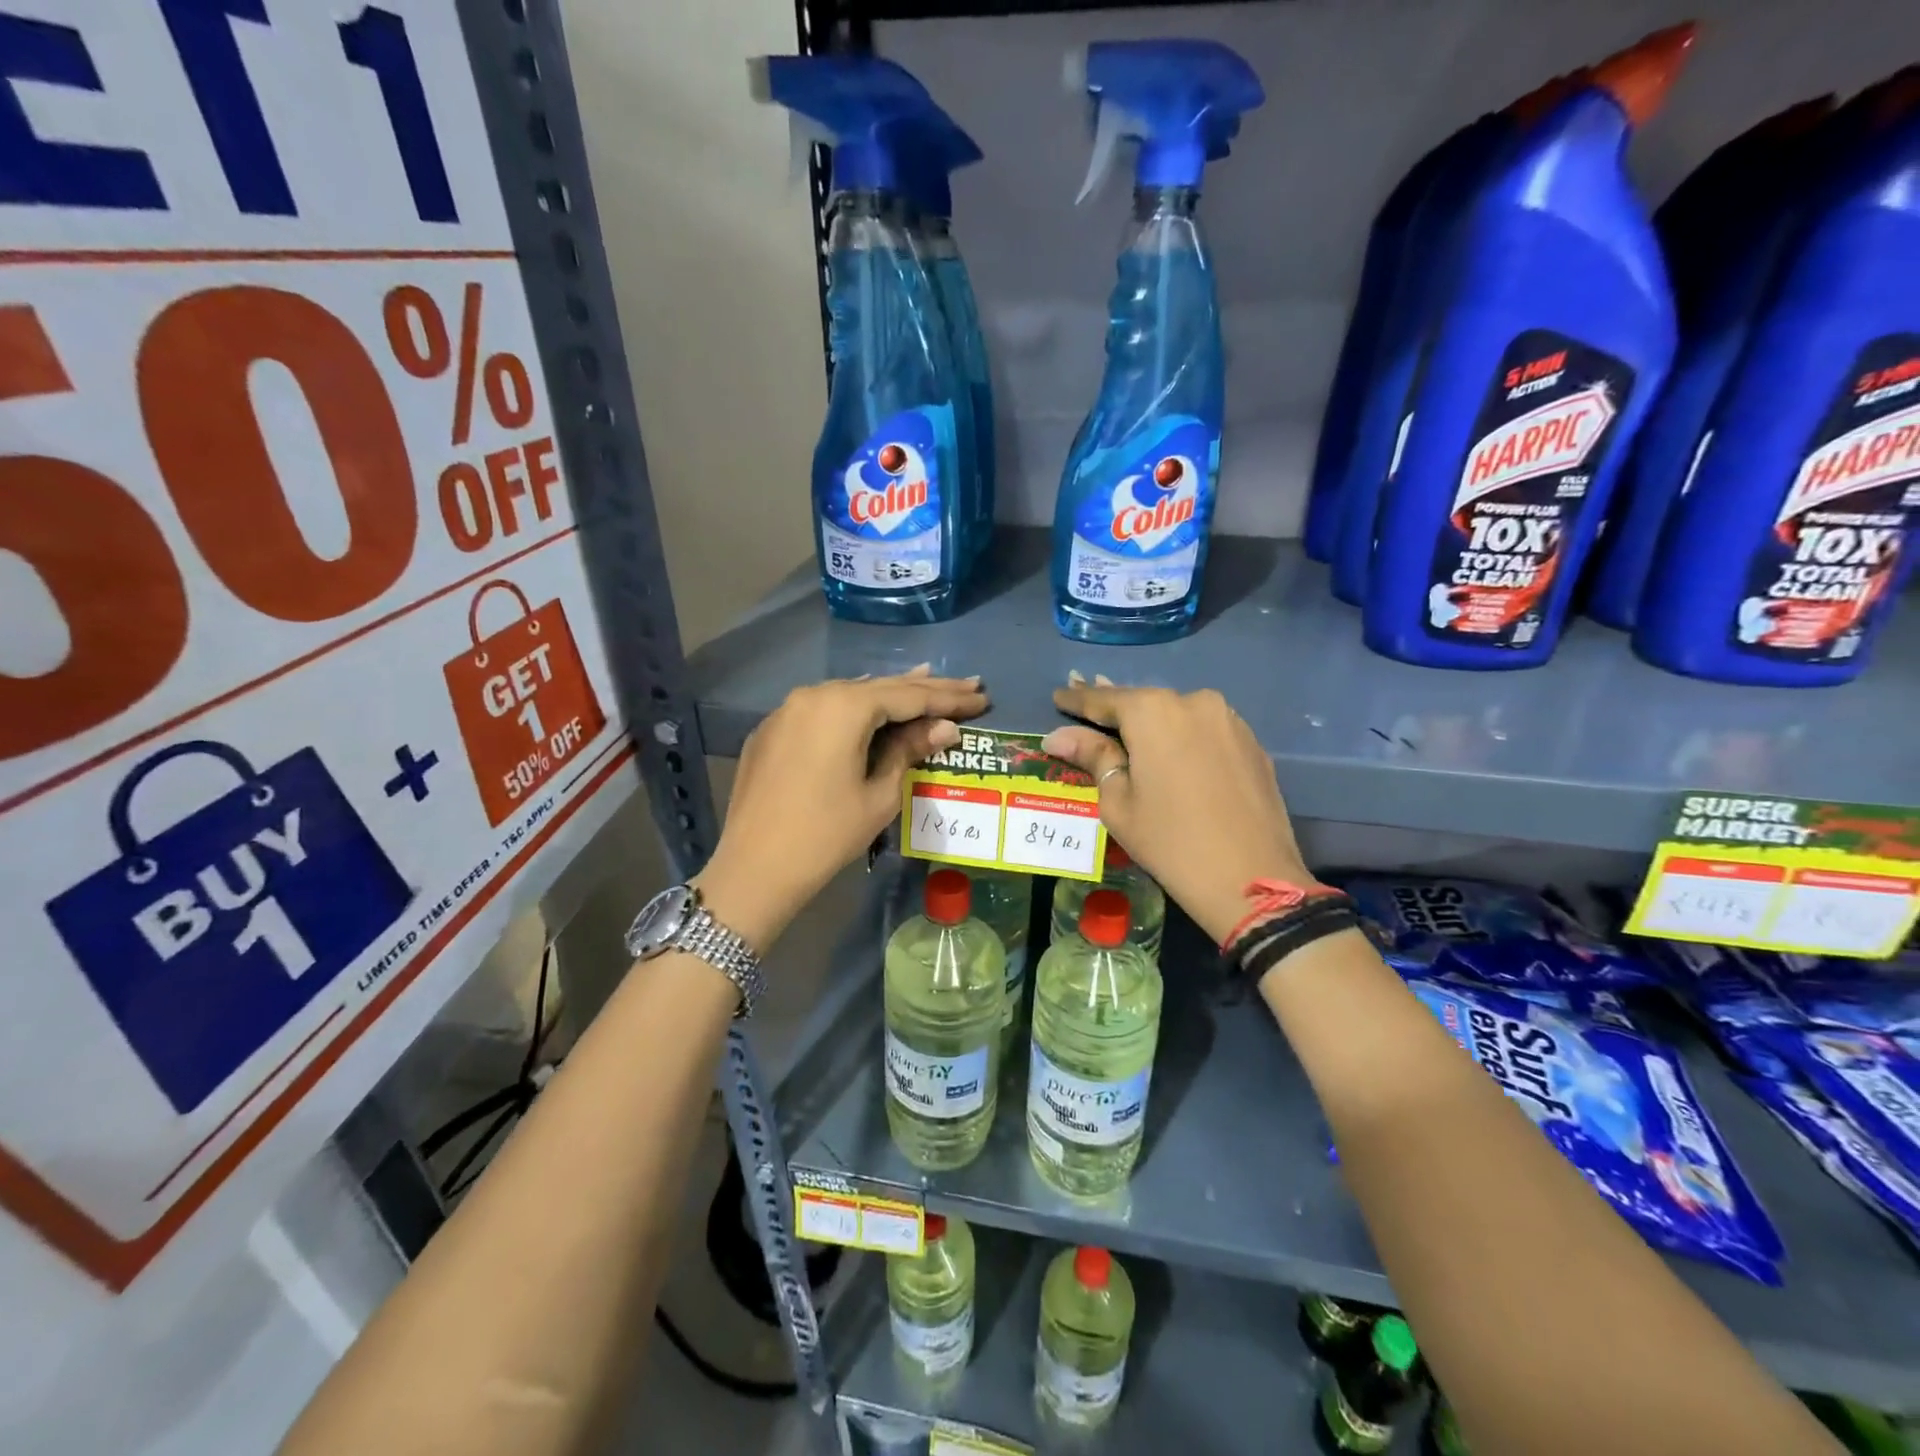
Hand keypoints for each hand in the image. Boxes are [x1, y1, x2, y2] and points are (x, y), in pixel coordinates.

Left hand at [697, 666, 988, 950]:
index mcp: (844, 706)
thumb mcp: (879, 794)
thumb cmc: (827, 834)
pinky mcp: (772, 730)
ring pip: (850, 695)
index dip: (949, 698)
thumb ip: (910, 751)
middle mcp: (814, 694)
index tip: (981, 697)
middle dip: (925, 689)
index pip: (909, 696)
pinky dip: (854, 711)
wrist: (754, 868)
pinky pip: (823, 710)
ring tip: (927, 686)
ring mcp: (788, 710)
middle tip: (967, 685)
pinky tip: (873, 713)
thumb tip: (944, 728)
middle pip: (880, 687)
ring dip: (889, 695)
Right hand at [1043, 674, 1313, 945]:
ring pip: (1177, 714)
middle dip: (1114, 707)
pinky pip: (1204, 731)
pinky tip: (1170, 751)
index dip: (1078, 699)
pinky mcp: (1251, 743)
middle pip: (1143, 702)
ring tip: (1125, 730)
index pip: (1105, 700)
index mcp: (1153, 712)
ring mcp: (1229, 720)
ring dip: (1151, 723)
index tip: (1059, 695)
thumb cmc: (1170, 841)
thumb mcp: (1118, 802)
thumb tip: (1057, 736)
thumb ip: (1092, 757)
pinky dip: (1182, 737)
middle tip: (1085, 702)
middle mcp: (1193, 702)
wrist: (1252, 879)